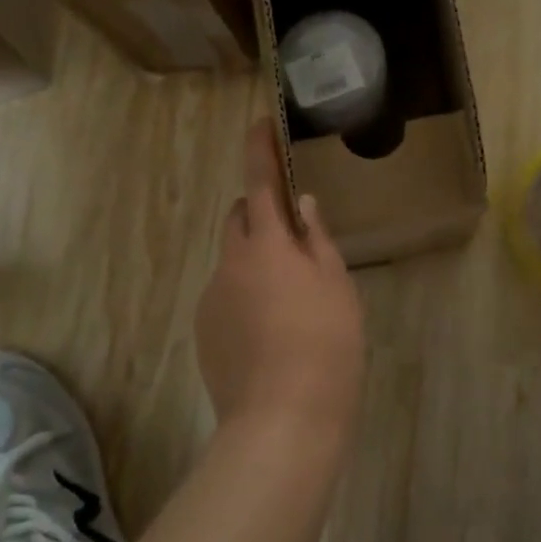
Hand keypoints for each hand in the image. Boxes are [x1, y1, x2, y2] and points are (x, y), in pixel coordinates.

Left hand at [196, 121, 364, 439]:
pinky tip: (270, 334)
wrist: (283, 419)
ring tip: (290, 305)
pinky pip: (225, 296)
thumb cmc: (326, 345)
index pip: (260, 183)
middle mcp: (230, 263)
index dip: (259, 150)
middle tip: (295, 240)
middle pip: (238, 219)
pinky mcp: (204, 331)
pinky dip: (244, 297)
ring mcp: (211, 298)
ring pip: (233, 261)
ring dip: (256, 263)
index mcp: (267, 244)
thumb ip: (317, 240)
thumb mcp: (337, 287)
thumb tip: (303, 206)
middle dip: (259, 214)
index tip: (258, 122)